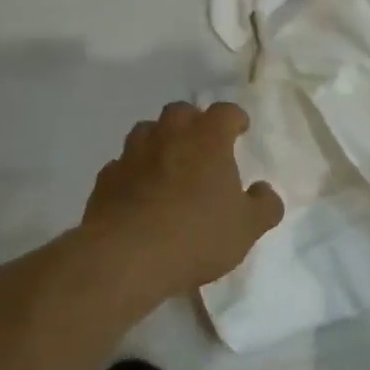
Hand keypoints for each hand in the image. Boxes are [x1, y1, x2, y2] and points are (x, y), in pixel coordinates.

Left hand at [80, 101, 283, 298]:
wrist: (126, 258)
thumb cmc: (197, 235)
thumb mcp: (247, 228)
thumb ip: (264, 205)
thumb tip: (264, 190)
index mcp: (208, 139)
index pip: (225, 111)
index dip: (234, 118)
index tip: (240, 130)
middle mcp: (169, 135)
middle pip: (181, 112)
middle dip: (194, 123)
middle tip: (203, 147)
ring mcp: (132, 154)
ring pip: (146, 131)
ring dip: (160, 142)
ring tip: (169, 166)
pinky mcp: (106, 178)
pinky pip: (123, 164)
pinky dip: (133, 171)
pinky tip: (139, 193)